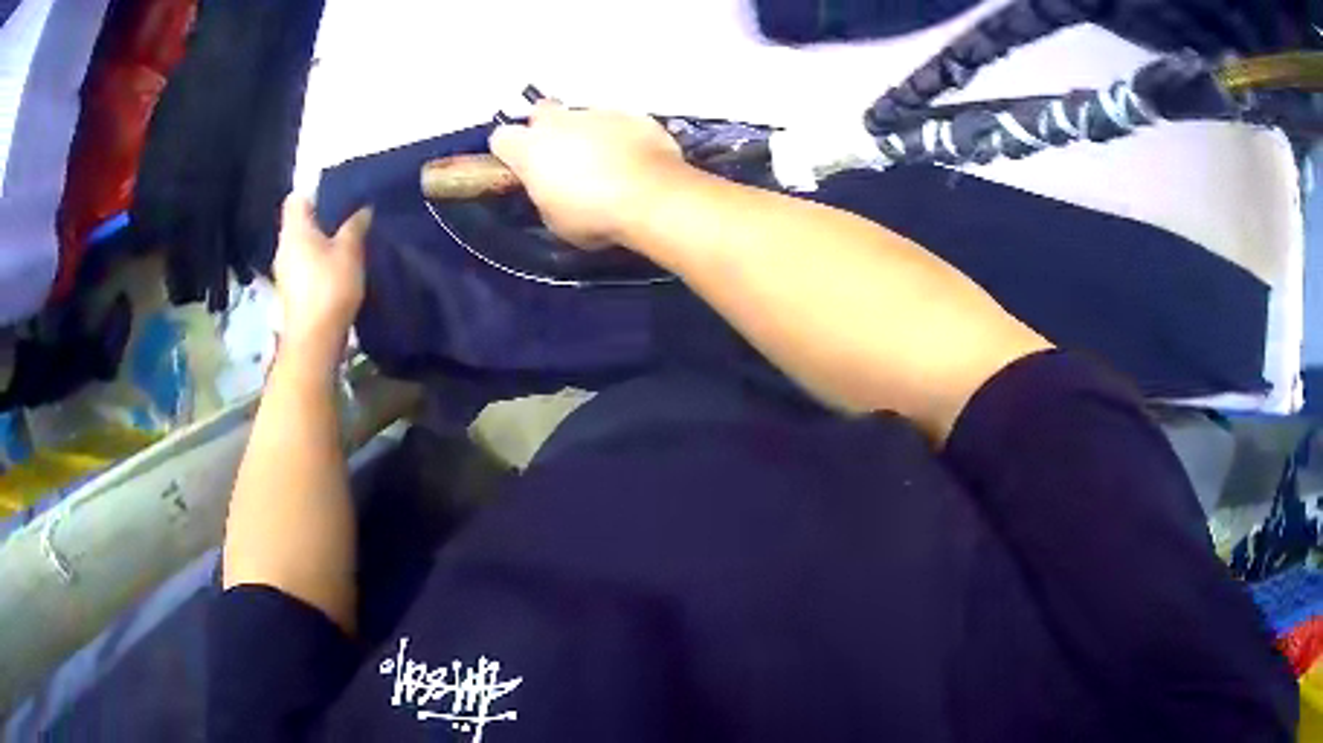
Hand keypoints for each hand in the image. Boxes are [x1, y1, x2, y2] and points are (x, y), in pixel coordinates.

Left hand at [273, 195, 371, 362]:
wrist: (314, 340)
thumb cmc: (329, 287)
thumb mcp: (349, 251)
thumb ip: (355, 226)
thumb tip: (363, 208)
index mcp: (294, 230)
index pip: (295, 199)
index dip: (313, 194)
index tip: (335, 198)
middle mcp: (283, 247)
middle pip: (298, 224)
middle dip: (319, 221)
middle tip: (345, 221)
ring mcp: (283, 273)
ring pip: (300, 248)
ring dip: (317, 246)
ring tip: (342, 248)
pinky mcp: (290, 294)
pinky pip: (302, 268)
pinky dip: (315, 266)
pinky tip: (334, 273)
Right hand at [489, 102, 685, 247]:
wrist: (652, 197)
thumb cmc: (593, 216)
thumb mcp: (555, 220)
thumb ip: (545, 194)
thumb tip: (551, 188)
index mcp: (529, 148)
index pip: (501, 138)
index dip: (509, 151)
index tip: (520, 166)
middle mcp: (559, 121)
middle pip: (541, 112)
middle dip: (547, 128)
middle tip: (562, 155)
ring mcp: (598, 113)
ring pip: (583, 115)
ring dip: (587, 132)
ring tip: (606, 160)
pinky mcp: (633, 115)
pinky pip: (620, 121)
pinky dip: (622, 135)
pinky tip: (635, 157)